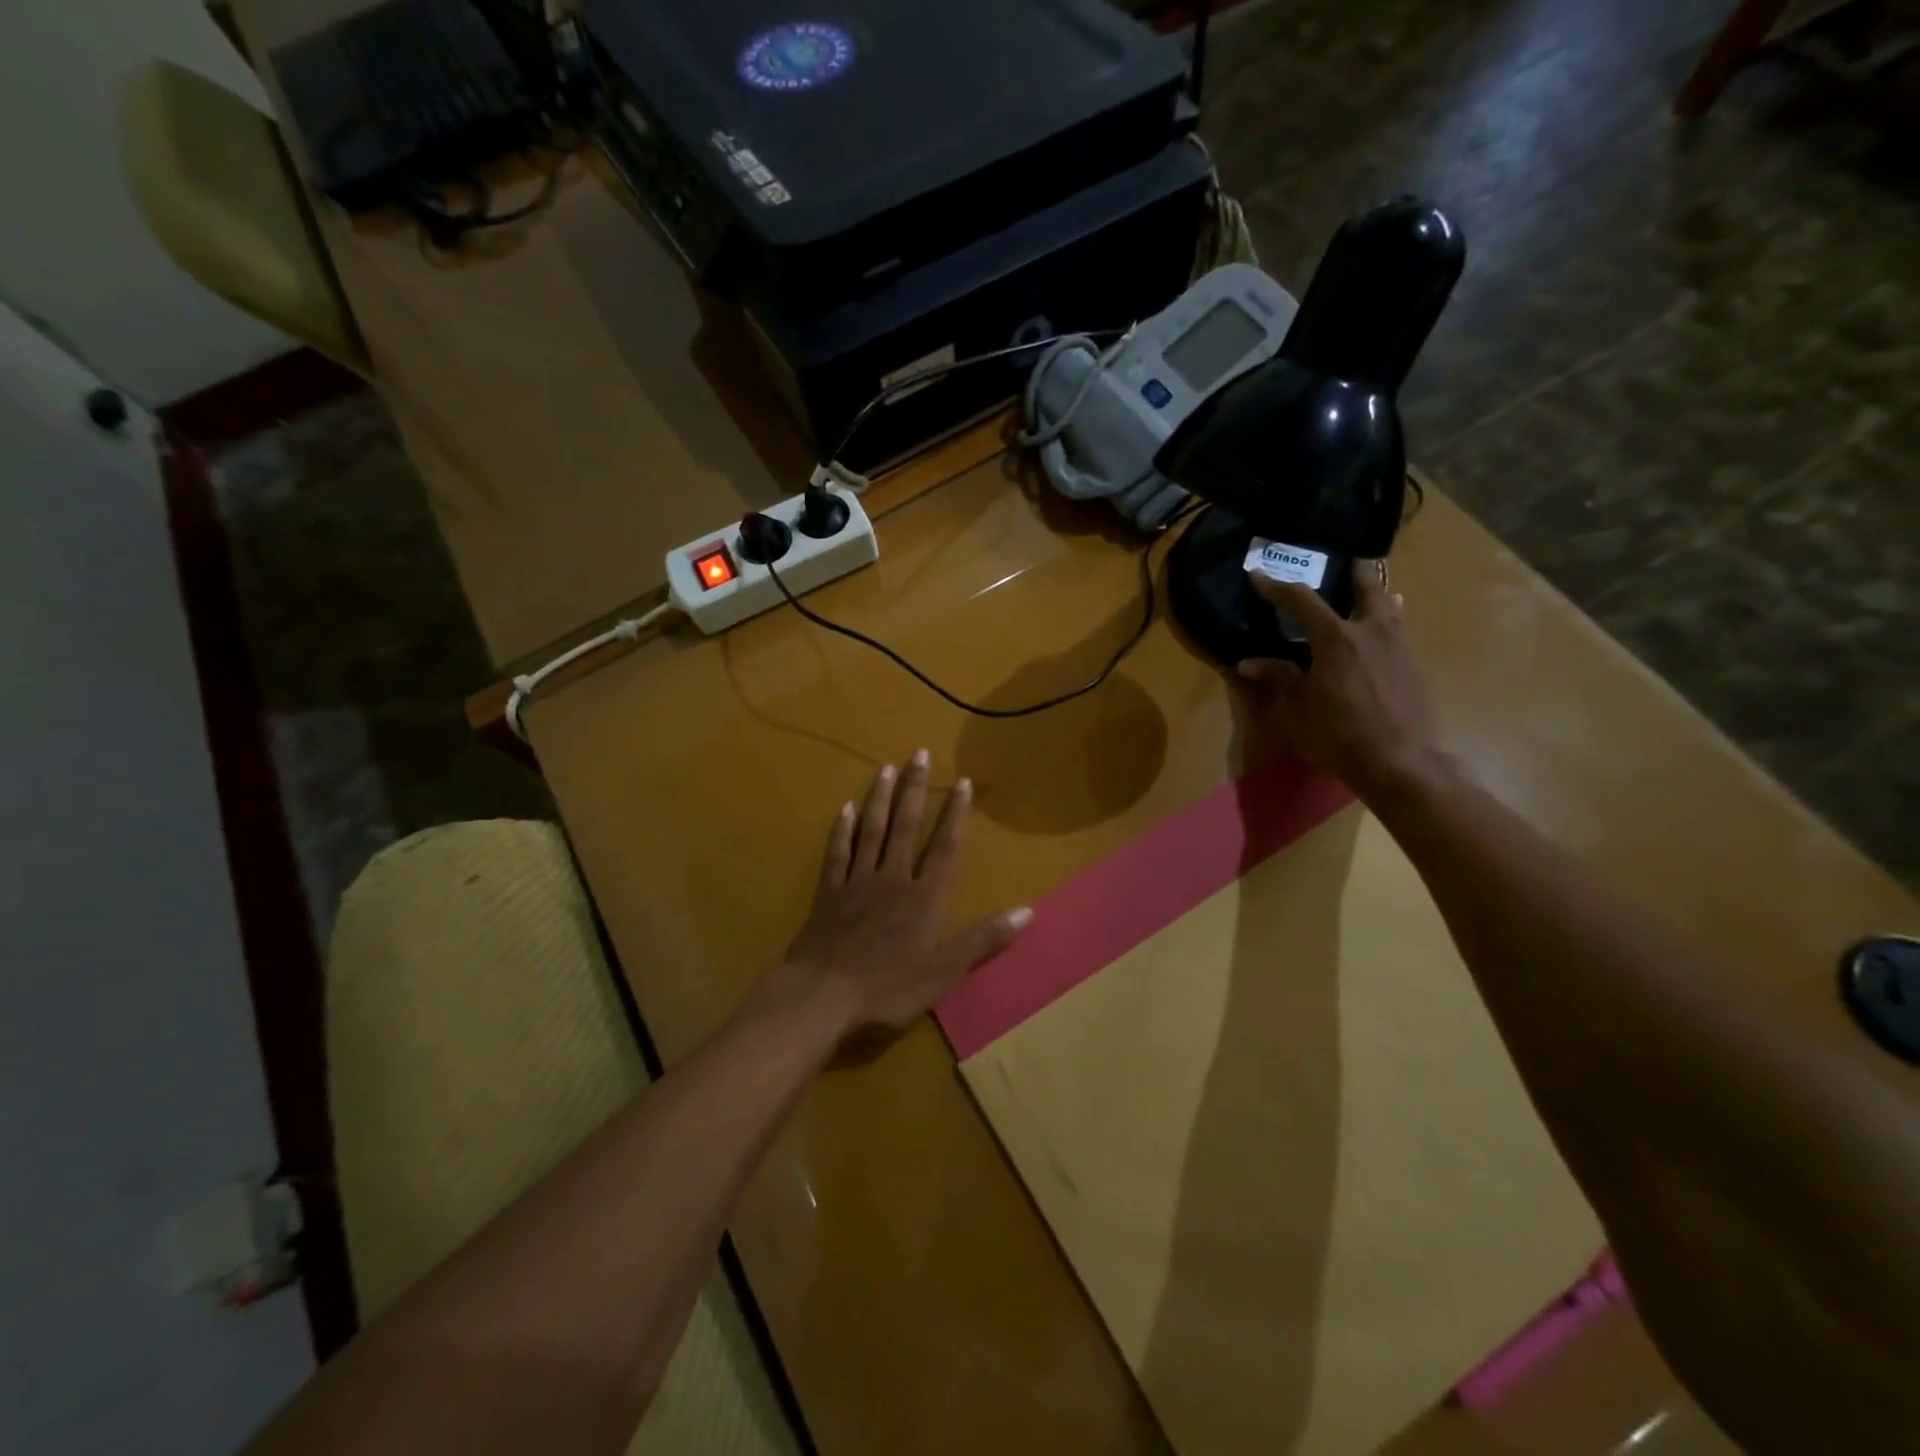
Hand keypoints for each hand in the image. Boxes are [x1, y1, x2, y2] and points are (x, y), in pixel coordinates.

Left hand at [775, 752, 1031, 1041]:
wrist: (822, 996)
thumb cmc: (887, 988)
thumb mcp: (943, 971)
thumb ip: (983, 940)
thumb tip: (1026, 912)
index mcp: (922, 898)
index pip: (944, 848)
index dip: (955, 814)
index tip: (962, 781)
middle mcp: (892, 879)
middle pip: (906, 826)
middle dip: (915, 789)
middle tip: (920, 754)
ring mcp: (857, 882)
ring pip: (871, 831)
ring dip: (880, 798)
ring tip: (886, 768)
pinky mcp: (829, 893)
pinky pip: (838, 854)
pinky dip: (842, 830)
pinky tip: (844, 808)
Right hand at [1237, 562, 1443, 799]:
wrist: (1400, 762)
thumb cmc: (1337, 734)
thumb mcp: (1295, 710)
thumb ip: (1277, 679)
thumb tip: (1248, 663)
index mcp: (1335, 638)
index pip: (1301, 600)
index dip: (1277, 586)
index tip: (1258, 574)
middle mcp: (1371, 631)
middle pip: (1367, 586)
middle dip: (1355, 571)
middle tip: (1348, 561)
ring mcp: (1398, 647)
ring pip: (1390, 607)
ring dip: (1378, 595)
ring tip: (1372, 592)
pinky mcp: (1413, 667)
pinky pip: (1399, 631)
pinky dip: (1389, 622)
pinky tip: (1384, 634)